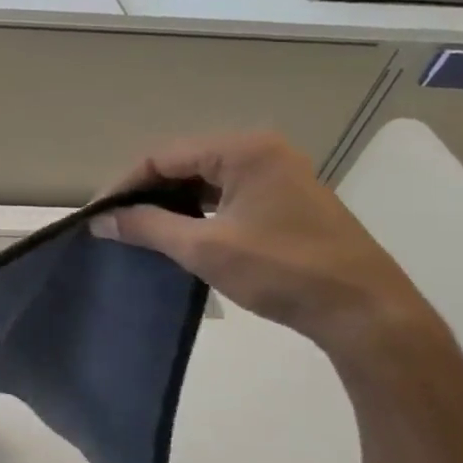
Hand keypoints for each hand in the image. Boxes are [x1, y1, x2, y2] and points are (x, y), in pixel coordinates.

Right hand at [92, 132, 445, 361]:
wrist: (365, 311)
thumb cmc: (283, 271)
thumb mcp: (204, 248)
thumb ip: (148, 227)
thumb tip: (101, 220)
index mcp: (244, 150)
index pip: (163, 156)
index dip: (124, 184)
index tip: (97, 215)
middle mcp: (262, 151)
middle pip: (183, 163)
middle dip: (145, 192)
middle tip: (114, 223)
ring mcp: (278, 175)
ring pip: (204, 180)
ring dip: (170, 202)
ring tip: (138, 229)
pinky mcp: (285, 200)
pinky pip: (226, 195)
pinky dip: (196, 211)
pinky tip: (177, 232)